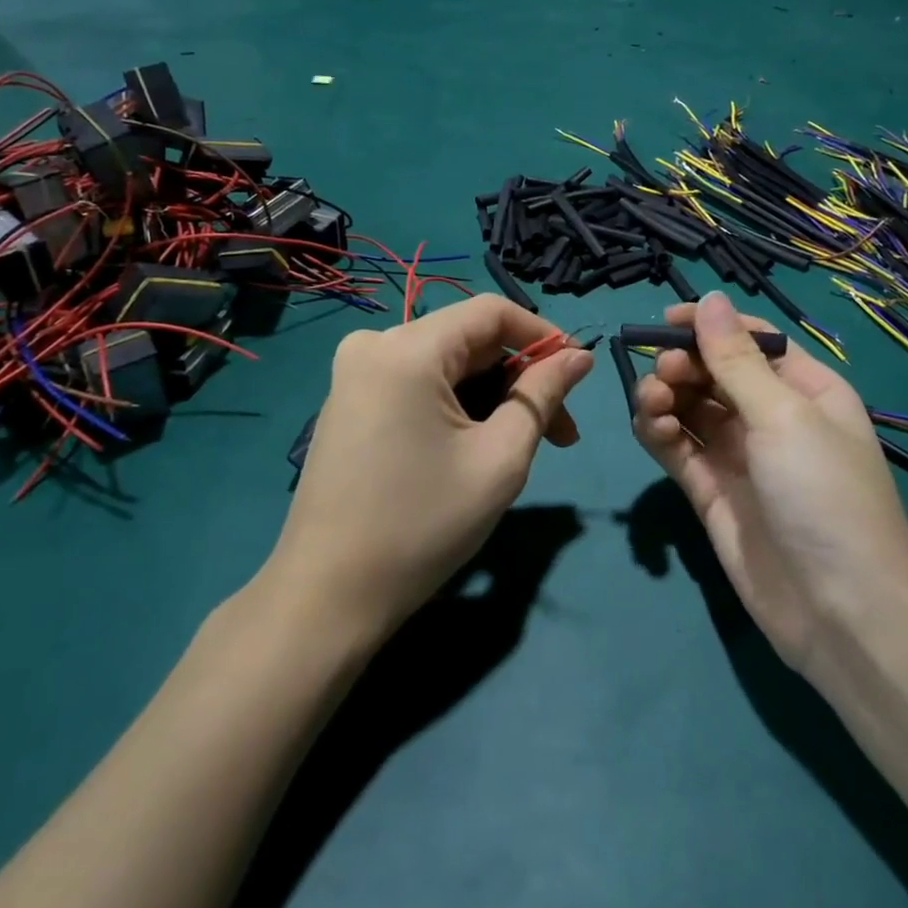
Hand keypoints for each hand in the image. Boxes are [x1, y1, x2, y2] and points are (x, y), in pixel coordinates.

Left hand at [268, 296, 593, 642]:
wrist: (328, 596)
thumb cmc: (422, 526)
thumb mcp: (500, 459)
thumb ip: (543, 395)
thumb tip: (579, 356)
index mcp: (407, 349)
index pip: (491, 312)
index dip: (542, 336)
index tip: (575, 378)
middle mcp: (373, 345)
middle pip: (468, 339)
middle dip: (519, 380)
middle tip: (559, 435)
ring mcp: (354, 373)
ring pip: (445, 363)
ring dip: (491, 396)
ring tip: (519, 449)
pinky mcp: (348, 400)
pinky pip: (416, 382)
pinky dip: (455, 404)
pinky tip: (472, 447)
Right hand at [632, 293, 907, 680]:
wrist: (841, 613)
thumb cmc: (825, 497)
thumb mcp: (785, 417)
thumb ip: (737, 360)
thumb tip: (710, 299)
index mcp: (805, 388)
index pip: (750, 339)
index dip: (708, 325)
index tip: (665, 321)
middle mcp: (770, 416)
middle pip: (713, 371)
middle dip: (683, 364)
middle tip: (666, 377)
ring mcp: (738, 455)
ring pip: (689, 407)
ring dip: (664, 397)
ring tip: (654, 406)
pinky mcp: (710, 491)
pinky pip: (677, 447)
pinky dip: (658, 432)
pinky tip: (652, 430)